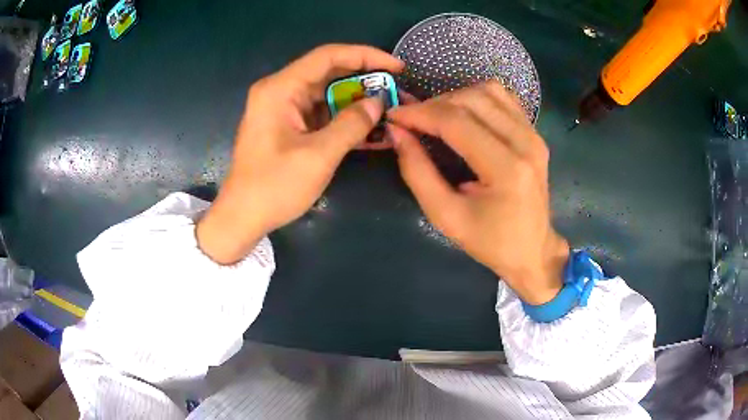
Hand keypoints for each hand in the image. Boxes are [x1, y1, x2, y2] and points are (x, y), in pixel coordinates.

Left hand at [197, 44, 403, 263]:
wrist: (242, 217)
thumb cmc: (274, 187)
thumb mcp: (318, 156)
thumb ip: (351, 124)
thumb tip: (378, 103)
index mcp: (280, 89)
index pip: (328, 56)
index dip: (366, 56)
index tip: (396, 66)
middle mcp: (281, 91)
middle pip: (329, 73)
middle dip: (365, 82)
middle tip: (396, 92)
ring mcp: (284, 109)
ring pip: (328, 95)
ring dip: (358, 103)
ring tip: (390, 112)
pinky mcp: (289, 126)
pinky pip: (322, 115)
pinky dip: (345, 121)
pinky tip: (371, 130)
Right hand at [388, 81, 568, 304]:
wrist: (533, 250)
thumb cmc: (490, 242)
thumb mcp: (446, 216)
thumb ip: (417, 173)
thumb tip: (397, 133)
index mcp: (506, 169)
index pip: (456, 122)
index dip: (420, 114)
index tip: (394, 116)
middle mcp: (525, 143)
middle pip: (472, 99)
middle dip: (434, 104)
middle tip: (413, 121)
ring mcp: (534, 135)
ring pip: (489, 91)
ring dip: (456, 97)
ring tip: (436, 117)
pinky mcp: (535, 133)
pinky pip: (504, 98)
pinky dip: (478, 98)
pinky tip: (464, 114)